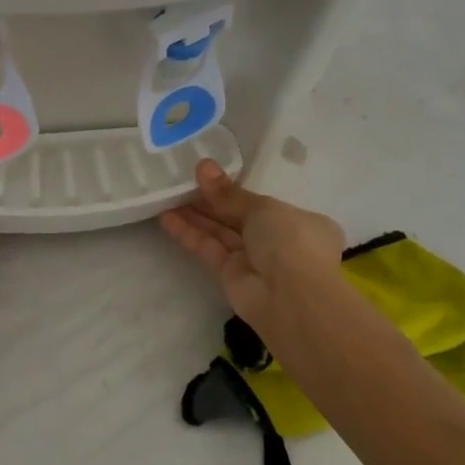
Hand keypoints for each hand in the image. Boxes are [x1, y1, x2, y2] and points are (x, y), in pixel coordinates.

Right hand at [160, 160, 346, 342]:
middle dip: (209, 200)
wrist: (293, 298)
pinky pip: (208, 249)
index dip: (235, 190)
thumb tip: (203, 165)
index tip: (208, 176)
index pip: (263, 203)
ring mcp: (253, 260)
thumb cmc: (291, 241)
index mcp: (298, 221)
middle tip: (179, 180)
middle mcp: (276, 241)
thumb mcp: (262, 208)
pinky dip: (189, 234)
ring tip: (166, 194)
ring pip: (220, 232)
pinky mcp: (230, 276)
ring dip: (194, 215)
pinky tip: (166, 217)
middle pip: (237, 216)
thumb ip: (229, 192)